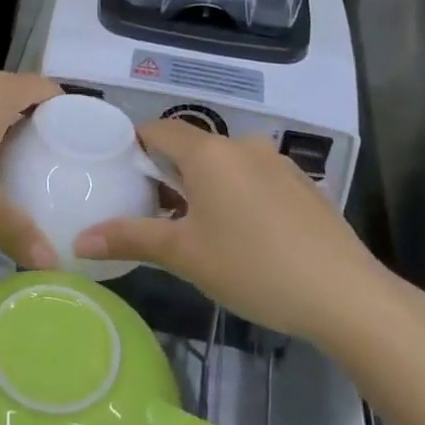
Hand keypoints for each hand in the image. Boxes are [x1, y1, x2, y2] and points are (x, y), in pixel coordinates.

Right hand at [73, 120, 400, 340]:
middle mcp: (241, 144)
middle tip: (152, 212)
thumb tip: (79, 241)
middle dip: (167, 173)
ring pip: (224, 163)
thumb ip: (130, 238)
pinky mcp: (301, 184)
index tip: (119, 175)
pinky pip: (253, 177)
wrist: (346, 295)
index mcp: (208, 151)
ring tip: (195, 228)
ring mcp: (276, 162)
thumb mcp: (185, 255)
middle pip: (190, 146)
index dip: (133, 147)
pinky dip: (236, 193)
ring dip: (203, 185)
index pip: (157, 130)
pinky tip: (243, 235)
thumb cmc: (253, 267)